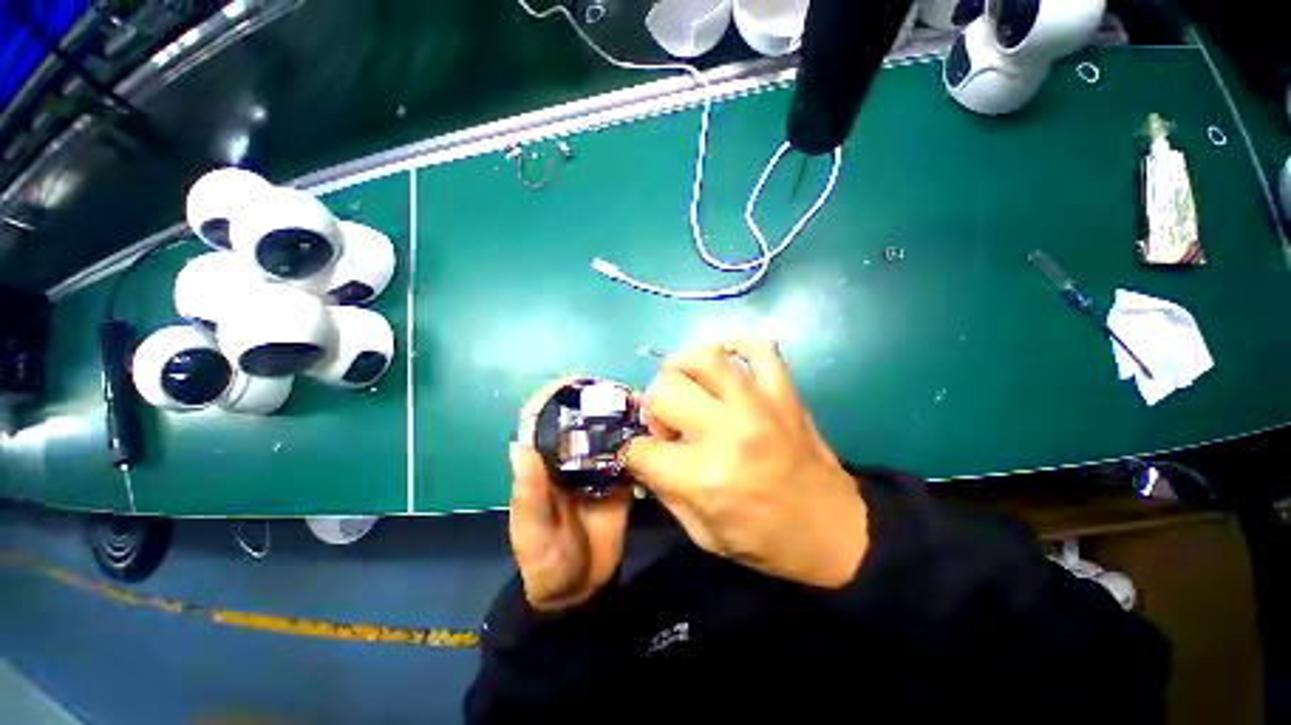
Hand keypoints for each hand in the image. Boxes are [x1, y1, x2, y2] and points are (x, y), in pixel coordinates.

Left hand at [508, 380, 631, 611]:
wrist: (577, 594)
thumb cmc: (546, 563)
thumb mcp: (533, 532)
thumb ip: (529, 494)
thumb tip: (520, 444)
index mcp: (538, 470)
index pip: (540, 423)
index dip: (553, 398)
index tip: (577, 379)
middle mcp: (565, 466)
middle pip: (579, 423)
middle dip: (598, 403)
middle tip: (627, 393)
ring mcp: (594, 478)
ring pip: (607, 439)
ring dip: (623, 422)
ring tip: (648, 409)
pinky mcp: (618, 492)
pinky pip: (630, 463)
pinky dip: (642, 449)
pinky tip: (661, 438)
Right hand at [625, 336, 867, 588]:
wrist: (831, 530)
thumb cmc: (766, 543)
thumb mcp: (705, 536)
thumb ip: (668, 495)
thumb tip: (643, 462)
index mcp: (704, 478)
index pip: (641, 448)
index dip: (635, 455)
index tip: (645, 460)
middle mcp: (728, 432)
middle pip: (664, 391)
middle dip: (654, 412)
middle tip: (670, 430)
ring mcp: (760, 406)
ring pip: (704, 357)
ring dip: (682, 370)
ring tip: (688, 391)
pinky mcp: (786, 394)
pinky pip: (760, 346)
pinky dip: (737, 343)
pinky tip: (726, 361)